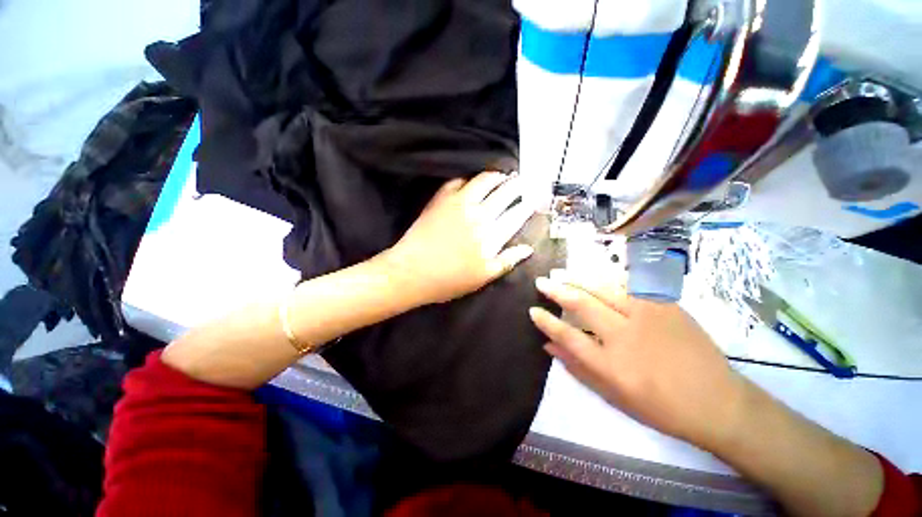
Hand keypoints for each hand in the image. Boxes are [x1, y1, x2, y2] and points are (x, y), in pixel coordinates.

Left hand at [382, 171, 534, 304]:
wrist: (411, 272)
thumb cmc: (448, 280)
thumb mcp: (482, 277)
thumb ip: (507, 261)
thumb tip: (528, 248)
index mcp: (491, 236)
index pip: (515, 216)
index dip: (527, 206)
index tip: (535, 199)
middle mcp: (479, 215)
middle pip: (504, 194)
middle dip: (517, 186)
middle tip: (523, 180)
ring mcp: (459, 204)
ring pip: (483, 182)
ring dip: (496, 177)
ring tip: (503, 175)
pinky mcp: (440, 200)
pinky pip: (456, 182)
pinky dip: (466, 179)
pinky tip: (470, 181)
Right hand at [529, 274, 749, 449]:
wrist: (718, 402)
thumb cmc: (660, 407)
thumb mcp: (612, 396)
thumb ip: (577, 368)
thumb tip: (548, 346)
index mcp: (611, 365)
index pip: (567, 335)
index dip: (546, 321)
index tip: (533, 310)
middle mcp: (625, 336)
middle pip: (582, 305)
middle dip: (557, 290)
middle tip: (542, 281)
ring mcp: (647, 317)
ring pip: (603, 288)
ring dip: (578, 278)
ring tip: (561, 272)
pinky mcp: (665, 305)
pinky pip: (630, 285)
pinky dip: (607, 279)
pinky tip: (596, 275)